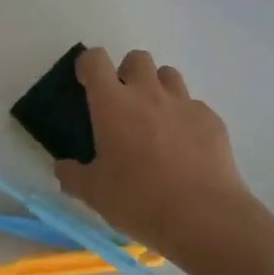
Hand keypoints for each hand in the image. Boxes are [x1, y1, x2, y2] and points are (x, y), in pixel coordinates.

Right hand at [53, 48, 255, 261]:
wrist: (204, 216)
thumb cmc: (139, 200)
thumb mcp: (94, 194)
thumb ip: (73, 176)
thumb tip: (62, 167)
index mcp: (113, 104)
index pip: (95, 60)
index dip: (88, 65)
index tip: (86, 81)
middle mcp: (148, 93)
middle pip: (137, 58)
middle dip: (127, 73)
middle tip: (124, 104)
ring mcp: (183, 103)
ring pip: (168, 75)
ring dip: (158, 88)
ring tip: (155, 120)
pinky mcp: (211, 119)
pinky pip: (194, 106)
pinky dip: (185, 118)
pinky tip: (186, 147)